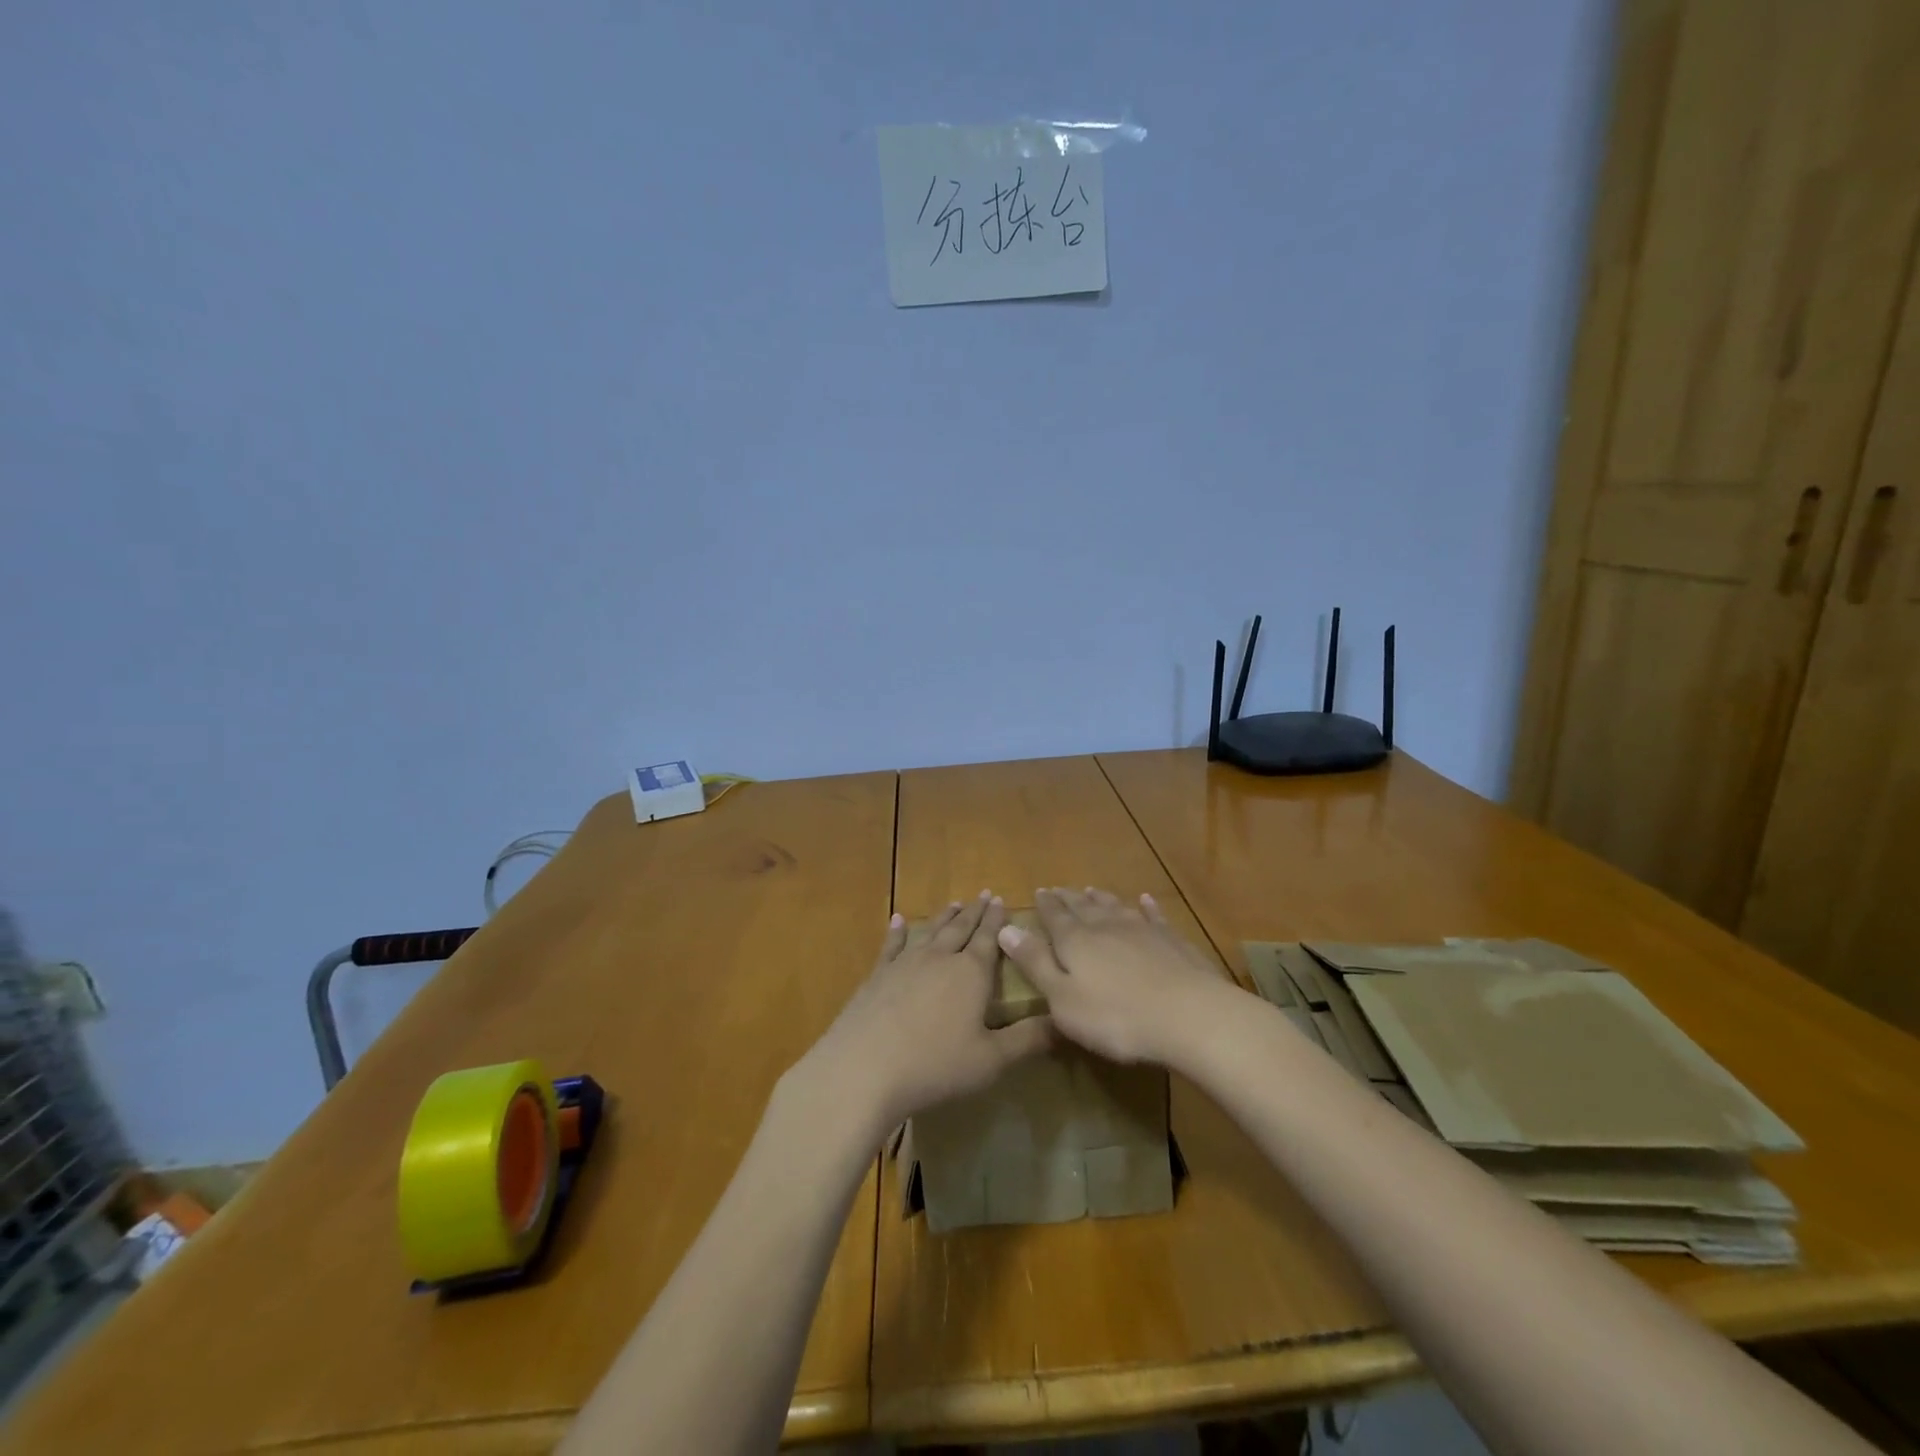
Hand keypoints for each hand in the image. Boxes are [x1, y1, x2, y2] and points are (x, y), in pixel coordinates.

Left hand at [800, 892, 1053, 1131]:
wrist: (865, 1067)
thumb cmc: (935, 1065)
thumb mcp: (991, 1060)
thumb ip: (1028, 1040)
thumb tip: (1064, 1022)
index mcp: (972, 974)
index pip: (989, 939)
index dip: (996, 920)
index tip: (1001, 899)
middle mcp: (941, 958)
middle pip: (961, 929)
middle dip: (974, 912)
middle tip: (983, 894)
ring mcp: (906, 963)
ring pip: (932, 932)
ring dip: (945, 917)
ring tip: (954, 903)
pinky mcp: (879, 975)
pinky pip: (892, 946)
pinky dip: (898, 932)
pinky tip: (899, 920)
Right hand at [997, 886, 1238, 1067]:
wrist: (1188, 1015)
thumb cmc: (1115, 1016)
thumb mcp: (1062, 999)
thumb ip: (1035, 963)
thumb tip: (1005, 928)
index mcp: (1075, 941)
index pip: (1055, 917)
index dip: (1045, 906)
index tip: (1039, 892)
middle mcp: (1106, 927)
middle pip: (1083, 908)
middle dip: (1069, 899)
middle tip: (1059, 889)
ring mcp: (1142, 930)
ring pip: (1116, 908)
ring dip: (1102, 899)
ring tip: (1092, 890)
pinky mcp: (1172, 941)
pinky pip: (1154, 917)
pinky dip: (1147, 907)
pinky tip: (1145, 900)